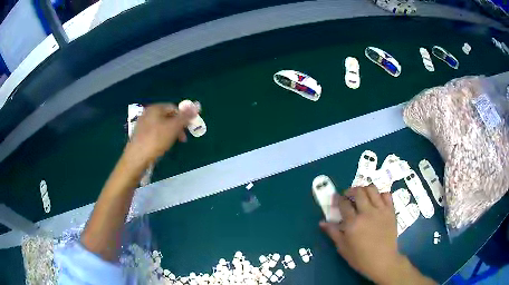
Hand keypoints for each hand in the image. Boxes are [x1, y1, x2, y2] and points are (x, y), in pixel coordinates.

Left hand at [125, 103, 197, 165]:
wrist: (137, 157)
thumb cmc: (156, 140)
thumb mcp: (174, 127)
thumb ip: (185, 116)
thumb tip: (197, 105)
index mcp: (155, 108)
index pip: (174, 108)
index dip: (183, 117)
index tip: (188, 129)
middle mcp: (147, 113)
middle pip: (167, 116)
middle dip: (177, 126)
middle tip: (182, 139)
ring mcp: (142, 124)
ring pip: (161, 125)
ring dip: (170, 132)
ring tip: (172, 143)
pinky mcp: (139, 134)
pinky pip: (154, 132)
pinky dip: (161, 137)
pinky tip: (161, 146)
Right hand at [320, 186, 403, 283]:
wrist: (383, 261)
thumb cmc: (360, 258)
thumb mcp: (343, 248)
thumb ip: (333, 233)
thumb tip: (322, 222)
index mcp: (353, 223)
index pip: (344, 204)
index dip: (338, 199)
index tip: (337, 200)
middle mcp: (367, 213)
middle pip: (358, 192)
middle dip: (350, 191)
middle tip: (348, 196)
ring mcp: (380, 211)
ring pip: (372, 189)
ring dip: (364, 189)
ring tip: (362, 196)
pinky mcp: (391, 211)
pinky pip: (386, 195)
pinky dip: (380, 194)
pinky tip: (376, 201)